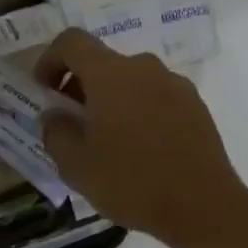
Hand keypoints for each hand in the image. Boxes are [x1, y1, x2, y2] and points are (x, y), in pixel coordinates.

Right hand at [35, 29, 247, 247]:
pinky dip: (139, 110)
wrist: (204, 205)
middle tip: (72, 124)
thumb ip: (56, 132)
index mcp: (112, 73)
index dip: (50, 59)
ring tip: (107, 141)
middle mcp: (145, 67)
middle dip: (80, 86)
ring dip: (111, 100)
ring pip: (131, 80)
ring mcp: (175, 84)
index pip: (72, 42)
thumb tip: (55, 114)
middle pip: (103, 62)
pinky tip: (141, 149)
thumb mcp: (77, 165)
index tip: (44, 91)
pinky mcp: (195, 105)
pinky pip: (156, 97)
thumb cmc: (132, 181)